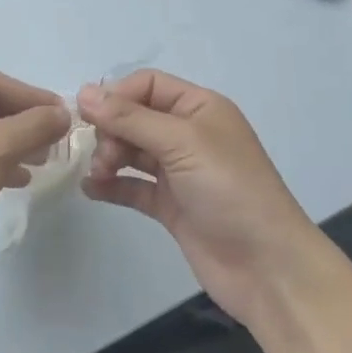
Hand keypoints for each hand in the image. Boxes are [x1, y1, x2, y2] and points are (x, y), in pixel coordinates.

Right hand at [78, 70, 329, 329]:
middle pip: (135, 117)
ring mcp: (179, 171)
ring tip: (99, 175)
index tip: (89, 115)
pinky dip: (111, 186)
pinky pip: (132, 186)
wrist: (267, 267)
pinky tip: (90, 190)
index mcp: (199, 108)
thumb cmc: (230, 190)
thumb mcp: (181, 143)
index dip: (117, 95)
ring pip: (131, 151)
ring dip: (108, 157)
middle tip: (102, 156)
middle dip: (111, 130)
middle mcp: (188, 134)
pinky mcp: (171, 205)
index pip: (148, 85)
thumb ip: (130, 118)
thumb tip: (84, 92)